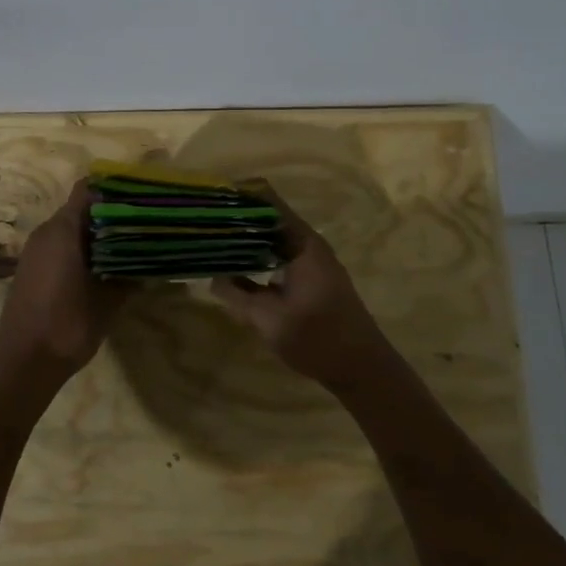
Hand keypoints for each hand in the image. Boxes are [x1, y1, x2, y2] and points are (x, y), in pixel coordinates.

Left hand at [0, 180, 124, 384]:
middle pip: (81, 208)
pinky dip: (81, 250)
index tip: (141, 197)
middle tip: (142, 224)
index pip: (89, 190)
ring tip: (128, 247)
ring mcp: (35, 251)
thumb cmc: (68, 324)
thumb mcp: (109, 300)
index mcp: (63, 230)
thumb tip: (151, 262)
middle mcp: (46, 232)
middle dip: (111, 213)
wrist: (23, 363)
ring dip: (96, 235)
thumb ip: (130, 276)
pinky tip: (103, 269)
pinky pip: (60, 247)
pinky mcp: (32, 269)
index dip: (115, 189)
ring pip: (70, 229)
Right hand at [212, 191, 400, 391]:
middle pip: (269, 219)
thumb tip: (212, 277)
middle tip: (203, 222)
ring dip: (247, 240)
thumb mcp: (268, 318)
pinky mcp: (311, 281)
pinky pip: (279, 258)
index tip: (211, 198)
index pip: (268, 201)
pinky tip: (235, 269)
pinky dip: (258, 259)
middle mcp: (308, 246)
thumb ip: (237, 295)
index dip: (240, 196)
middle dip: (238, 219)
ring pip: (273, 240)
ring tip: (212, 241)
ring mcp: (311, 264)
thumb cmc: (318, 338)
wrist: (363, 370)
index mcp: (302, 243)